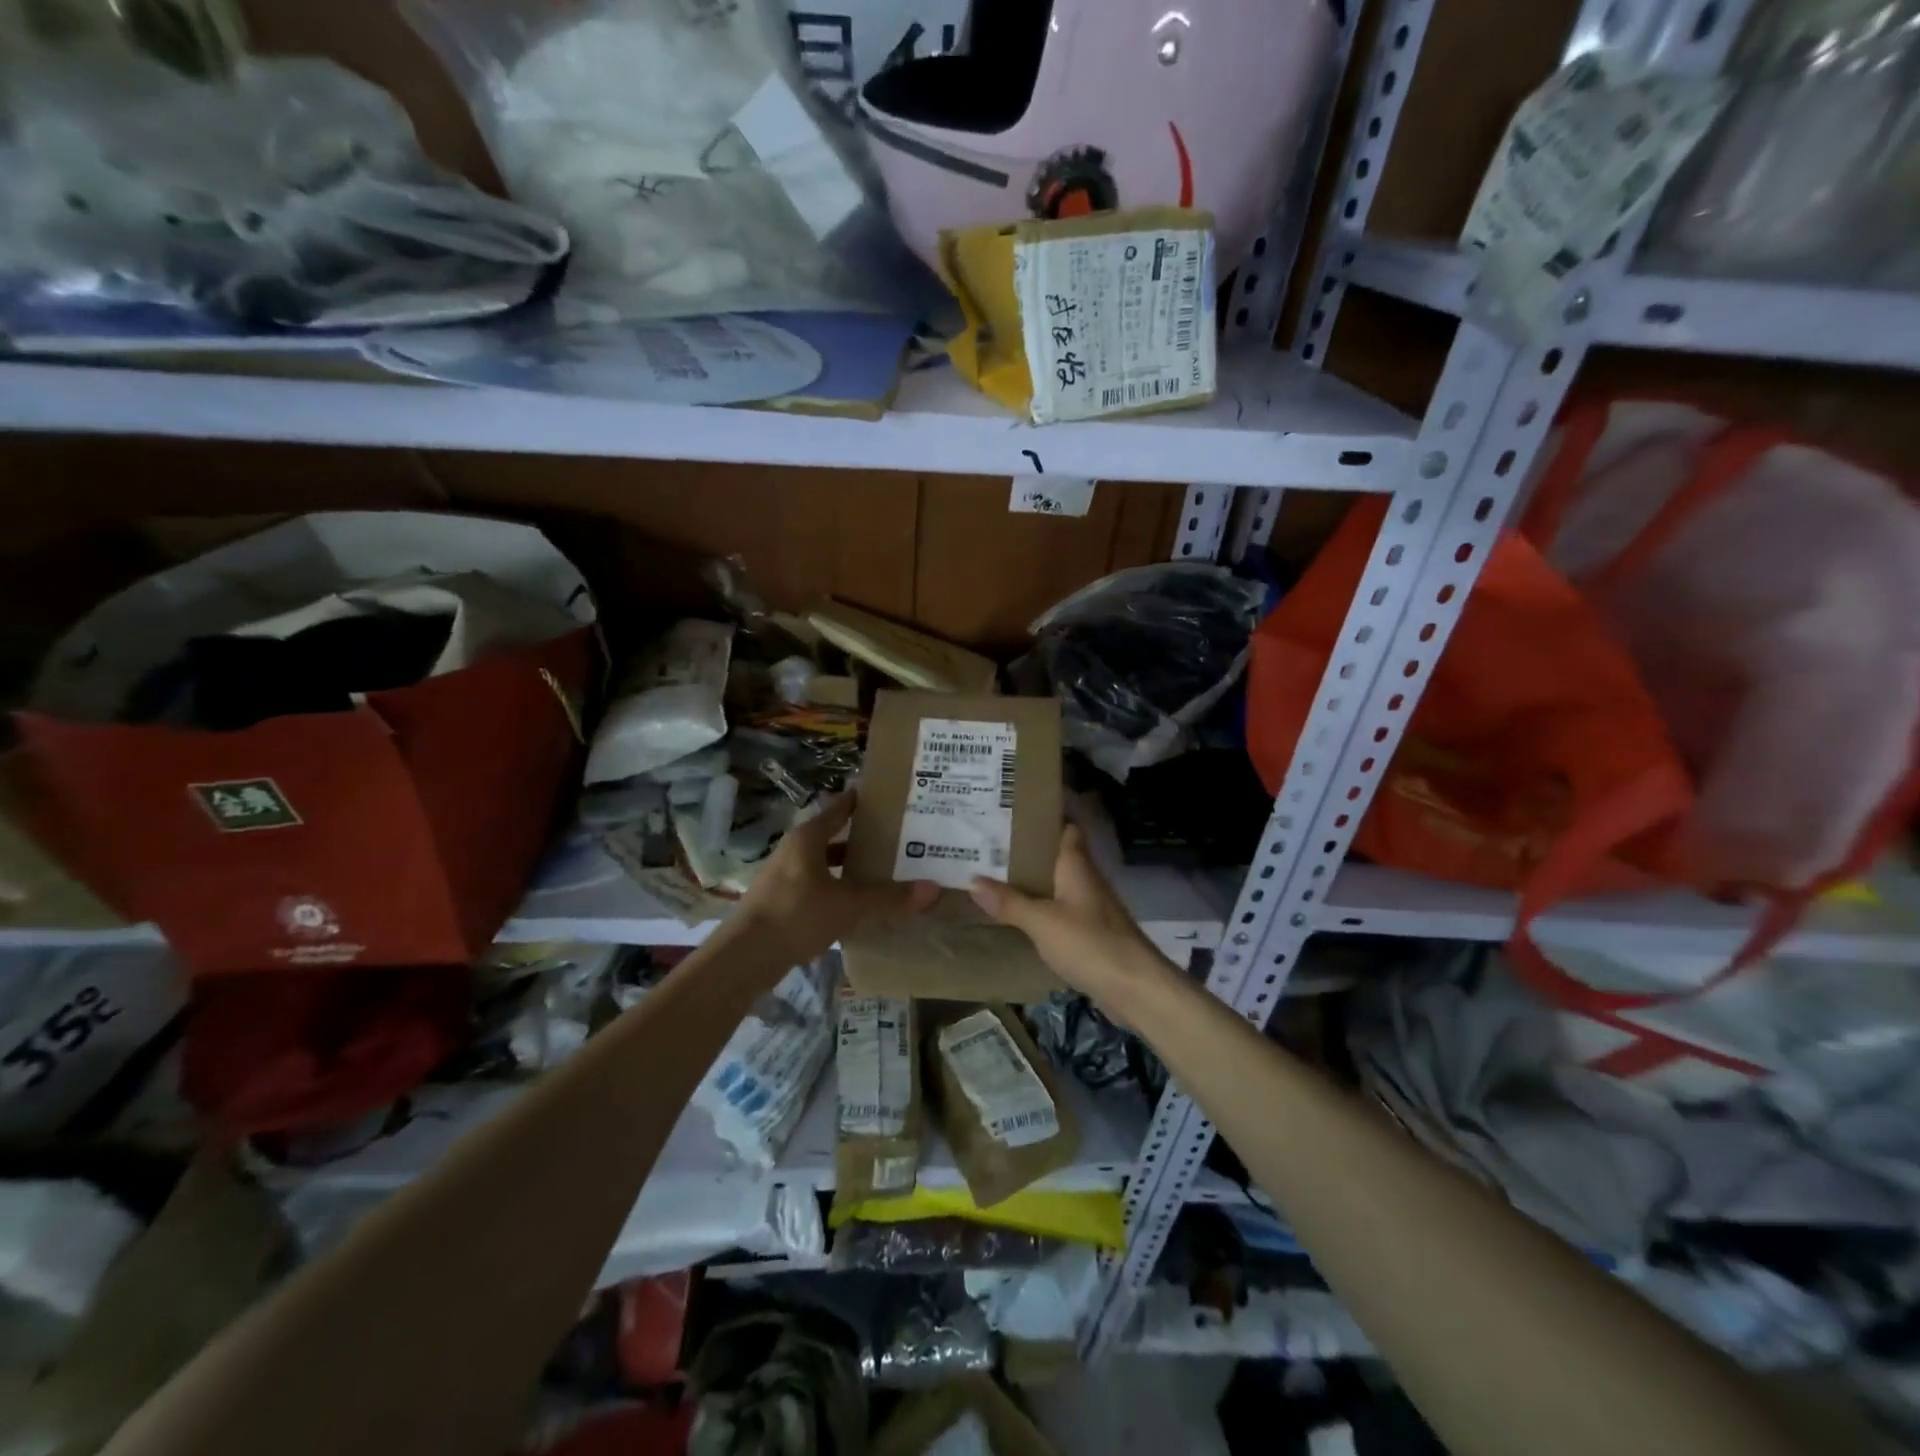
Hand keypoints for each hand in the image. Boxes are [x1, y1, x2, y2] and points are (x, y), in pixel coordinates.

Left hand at [736, 791, 937, 964]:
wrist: (745, 957)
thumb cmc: (796, 915)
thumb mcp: (848, 905)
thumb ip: (888, 897)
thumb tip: (933, 889)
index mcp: (807, 838)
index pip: (839, 808)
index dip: (861, 802)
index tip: (888, 798)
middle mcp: (794, 850)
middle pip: (833, 837)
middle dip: (862, 839)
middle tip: (898, 840)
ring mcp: (784, 876)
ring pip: (825, 864)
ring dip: (849, 868)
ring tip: (882, 873)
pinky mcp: (780, 902)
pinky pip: (816, 886)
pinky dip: (837, 889)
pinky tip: (857, 905)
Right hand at [969, 823, 1175, 1015]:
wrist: (1135, 988)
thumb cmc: (1090, 943)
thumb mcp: (1042, 922)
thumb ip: (1009, 902)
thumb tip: (973, 880)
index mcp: (1076, 866)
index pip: (1066, 828)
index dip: (1044, 819)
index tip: (1012, 813)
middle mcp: (1086, 880)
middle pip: (1057, 857)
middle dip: (1027, 852)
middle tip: (989, 847)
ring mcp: (1091, 908)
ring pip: (1057, 885)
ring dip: (1033, 882)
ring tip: (995, 877)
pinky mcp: (1092, 934)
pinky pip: (1061, 912)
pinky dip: (1041, 910)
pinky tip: (1019, 917)